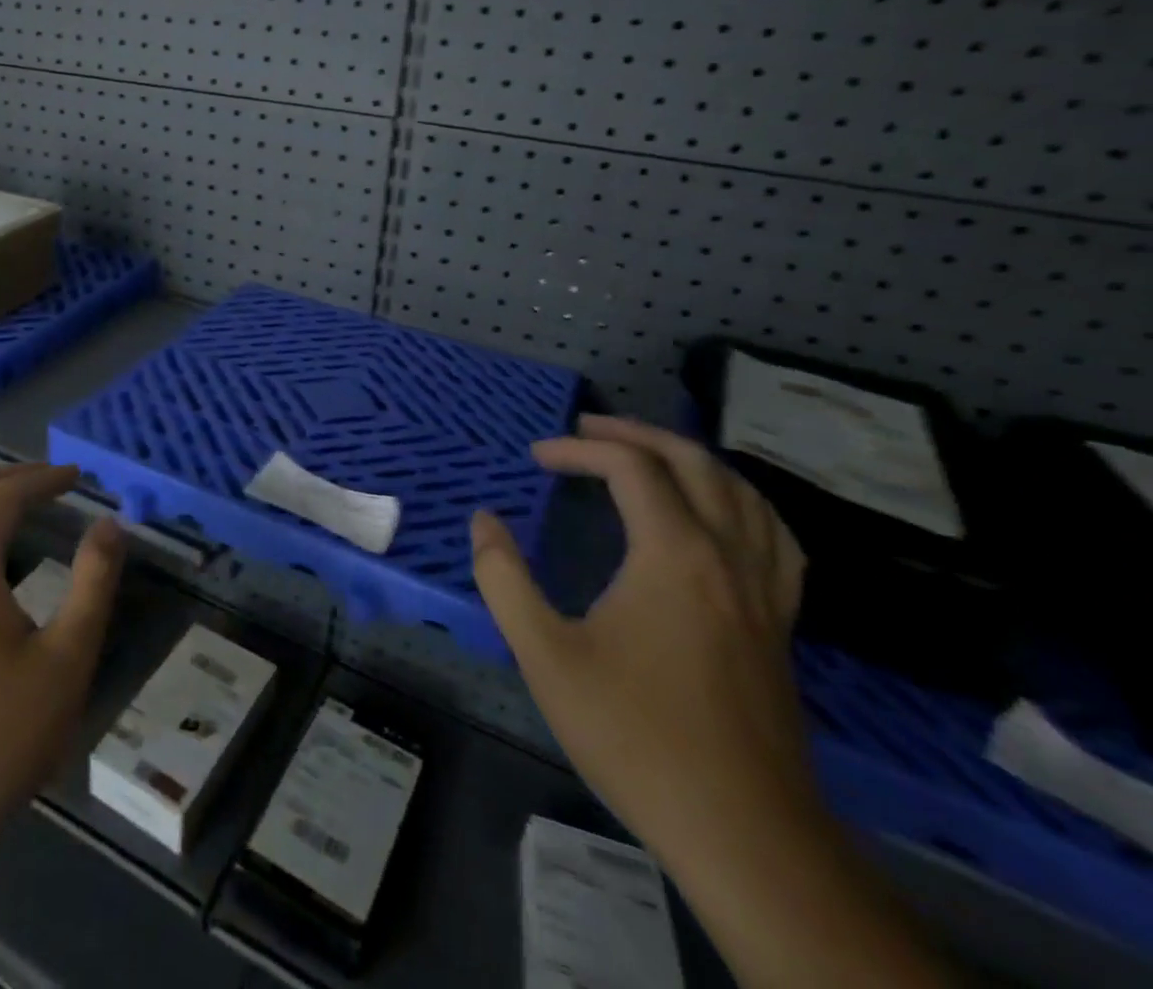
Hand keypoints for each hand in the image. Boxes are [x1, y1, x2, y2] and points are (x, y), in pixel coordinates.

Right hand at [471, 415, 815, 877]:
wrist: (744, 833)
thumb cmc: (635, 735)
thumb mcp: (545, 655)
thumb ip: (504, 578)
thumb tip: (483, 520)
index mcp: (674, 555)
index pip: (631, 468)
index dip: (578, 450)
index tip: (536, 457)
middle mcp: (728, 557)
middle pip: (693, 464)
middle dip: (636, 434)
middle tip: (587, 429)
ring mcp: (764, 592)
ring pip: (743, 494)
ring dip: (691, 460)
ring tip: (648, 454)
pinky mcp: (779, 625)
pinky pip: (773, 537)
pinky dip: (742, 504)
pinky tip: (723, 516)